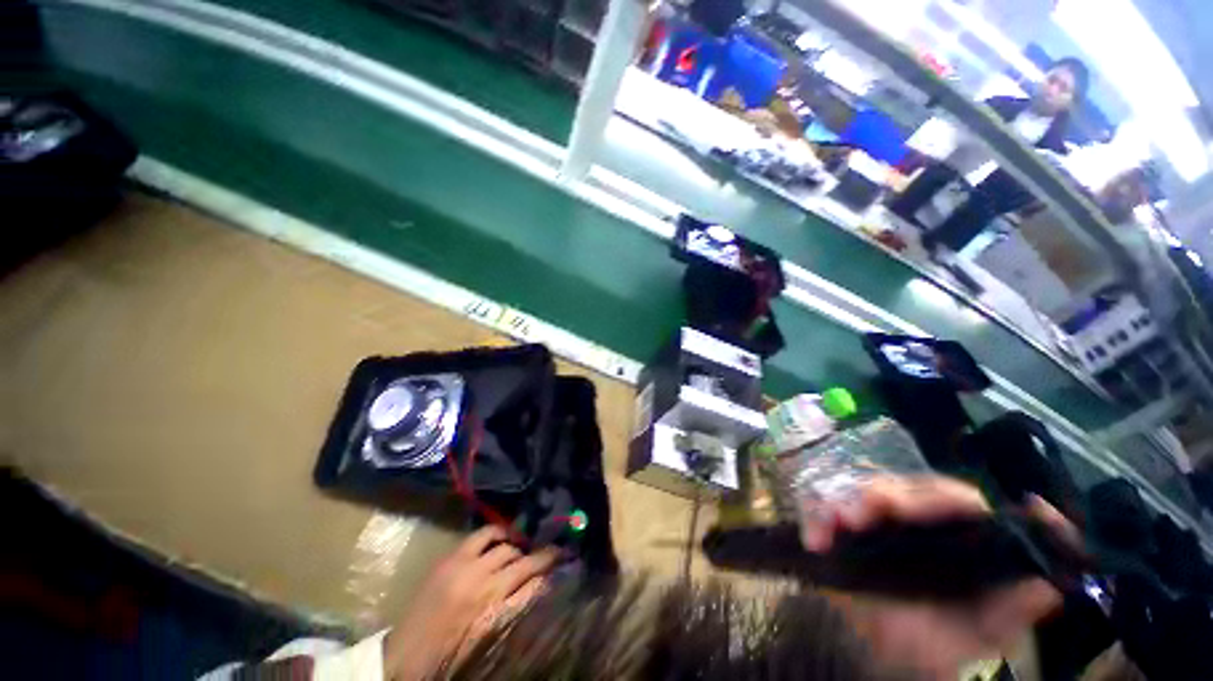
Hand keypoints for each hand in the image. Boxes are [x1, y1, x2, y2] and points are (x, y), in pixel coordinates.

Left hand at [383, 526, 558, 680]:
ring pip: (506, 546)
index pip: (536, 585)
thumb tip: (540, 586)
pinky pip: (482, 534)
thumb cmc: (451, 657)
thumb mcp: (490, 641)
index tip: (566, 561)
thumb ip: (516, 611)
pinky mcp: (452, 558)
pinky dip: (497, 532)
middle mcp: (486, 586)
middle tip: (552, 553)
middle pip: (524, 562)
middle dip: (542, 556)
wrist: (405, 659)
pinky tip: (504, 535)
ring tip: (526, 546)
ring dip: (520, 546)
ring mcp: (467, 568)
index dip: (554, 572)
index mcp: (495, 615)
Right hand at [802, 476, 1073, 679]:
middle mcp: (921, 523)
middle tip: (856, 516)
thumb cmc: (941, 645)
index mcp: (960, 538)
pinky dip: (818, 519)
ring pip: (862, 495)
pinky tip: (814, 538)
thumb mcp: (981, 635)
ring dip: (843, 504)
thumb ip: (1012, 612)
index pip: (955, 500)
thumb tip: (1051, 583)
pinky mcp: (849, 532)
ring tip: (833, 523)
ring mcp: (881, 524)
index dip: (934, 498)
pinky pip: (828, 513)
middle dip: (878, 496)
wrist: (892, 661)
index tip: (904, 511)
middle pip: (902, 490)